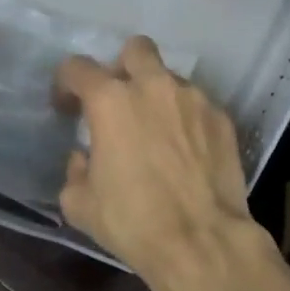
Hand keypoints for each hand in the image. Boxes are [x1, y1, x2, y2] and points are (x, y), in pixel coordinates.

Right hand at [55, 37, 274, 290]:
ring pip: (171, 78)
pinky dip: (187, 119)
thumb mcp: (81, 204)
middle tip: (119, 102)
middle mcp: (155, 87)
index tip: (68, 108)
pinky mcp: (223, 118)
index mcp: (112, 101)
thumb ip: (75, 170)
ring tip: (158, 131)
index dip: (67, 84)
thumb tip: (85, 157)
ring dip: (158, 95)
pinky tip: (187, 150)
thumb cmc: (133, 222)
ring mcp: (195, 99)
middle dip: (122, 68)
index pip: (78, 67)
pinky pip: (198, 105)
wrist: (201, 240)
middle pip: (135, 50)